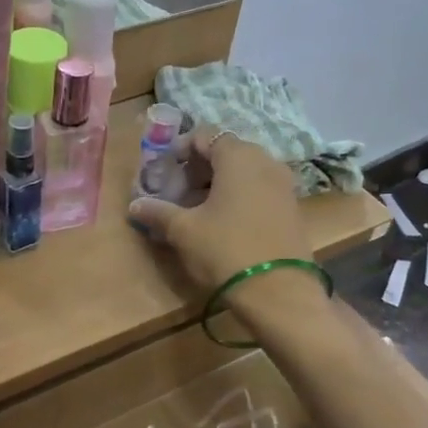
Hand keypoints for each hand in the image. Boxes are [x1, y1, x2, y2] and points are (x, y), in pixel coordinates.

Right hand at [128, 131, 313, 291]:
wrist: (278, 292)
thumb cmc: (225, 250)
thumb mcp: (184, 231)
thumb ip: (158, 212)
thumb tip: (136, 205)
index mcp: (238, 157)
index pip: (205, 135)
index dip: (179, 149)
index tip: (163, 171)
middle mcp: (265, 162)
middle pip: (226, 152)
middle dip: (198, 168)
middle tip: (177, 192)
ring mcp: (283, 185)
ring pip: (244, 172)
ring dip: (218, 184)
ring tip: (196, 210)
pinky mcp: (291, 208)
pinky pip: (258, 190)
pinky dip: (238, 197)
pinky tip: (222, 223)